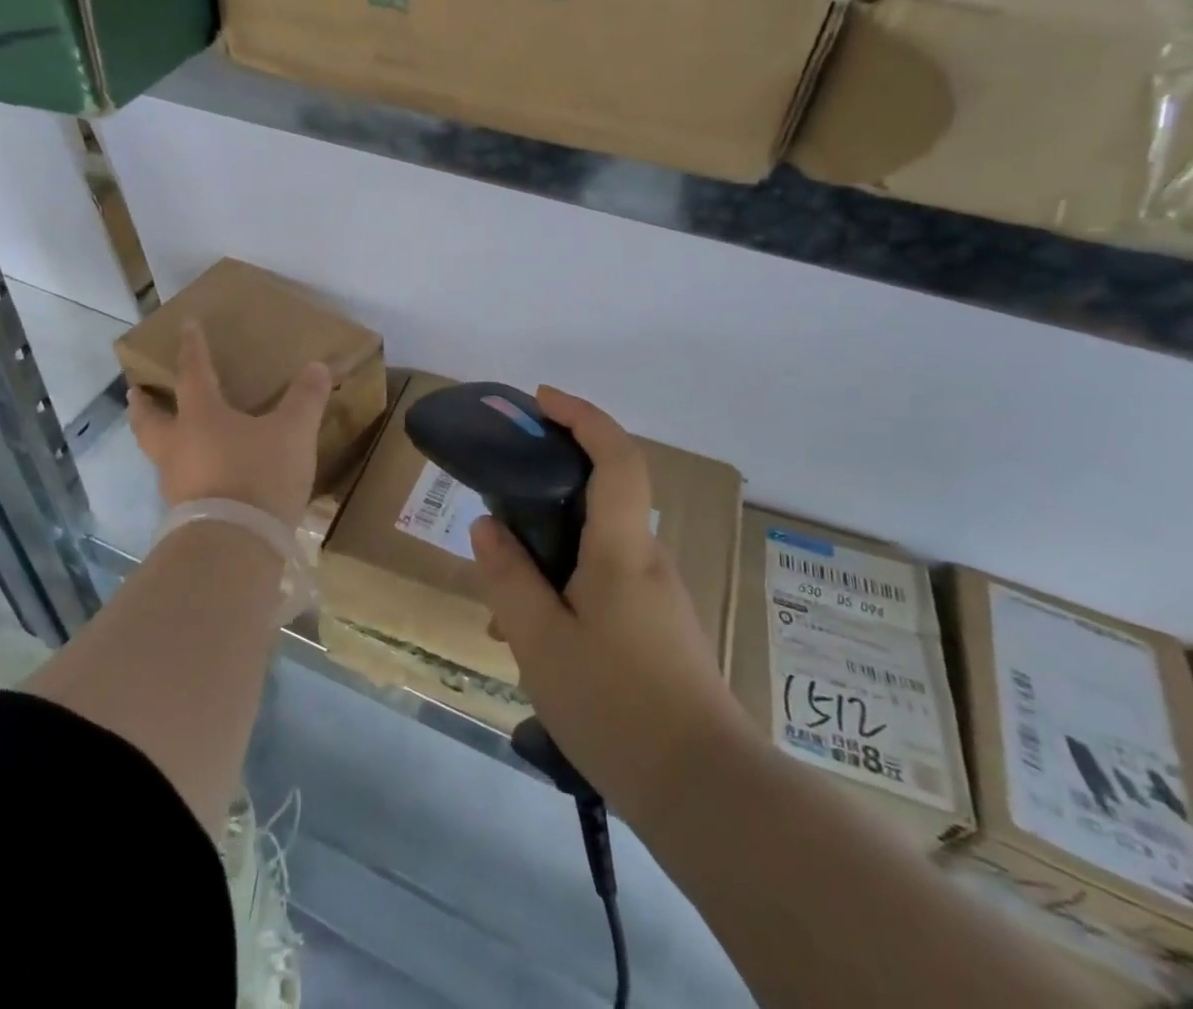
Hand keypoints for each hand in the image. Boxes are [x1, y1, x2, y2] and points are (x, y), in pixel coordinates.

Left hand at [130, 322, 331, 526]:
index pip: (193, 373)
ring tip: (171, 436)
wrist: (235, 545)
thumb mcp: (293, 433)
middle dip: (143, 404)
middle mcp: (179, 446)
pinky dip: (183, 472)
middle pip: (149, 420)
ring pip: (159, 454)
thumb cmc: (258, 475)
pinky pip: (178, 483)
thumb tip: (317, 366)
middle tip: (135, 392)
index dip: (192, 348)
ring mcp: (176, 483)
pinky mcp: (184, 515)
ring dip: (159, 440)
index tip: (185, 326)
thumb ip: (305, 399)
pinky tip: (200, 478)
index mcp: (201, 416)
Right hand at [470, 386, 750, 824]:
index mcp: (621, 548)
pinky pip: (607, 584)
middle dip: (548, 492)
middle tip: (500, 517)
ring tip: (506, 612)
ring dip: (551, 557)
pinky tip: (539, 643)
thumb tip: (487, 526)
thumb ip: (509, 577)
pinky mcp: (660, 628)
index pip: (615, 455)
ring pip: (597, 549)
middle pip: (602, 496)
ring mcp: (658, 596)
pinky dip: (568, 589)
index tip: (541, 400)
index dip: (582, 415)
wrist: (705, 792)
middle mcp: (646, 559)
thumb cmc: (616, 706)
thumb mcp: (540, 642)